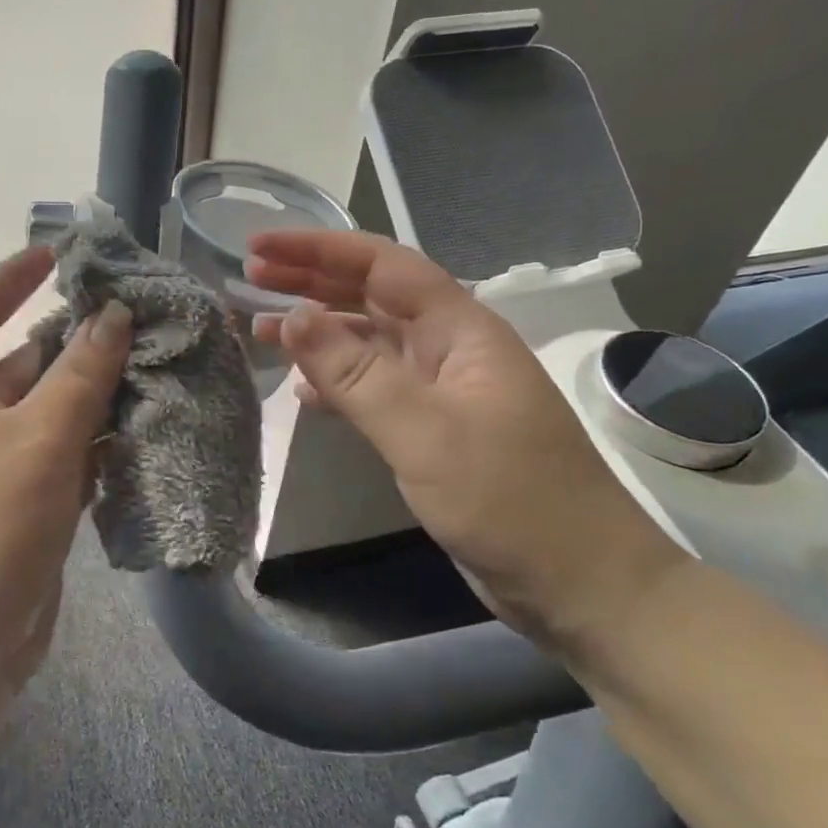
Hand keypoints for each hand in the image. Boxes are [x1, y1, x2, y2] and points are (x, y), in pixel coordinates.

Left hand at [0, 247, 130, 701]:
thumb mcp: (39, 438)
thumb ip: (80, 372)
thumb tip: (110, 313)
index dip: (12, 277)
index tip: (59, 255)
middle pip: (23, 361)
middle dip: (76, 339)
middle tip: (139, 319)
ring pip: (49, 413)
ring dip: (95, 395)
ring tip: (156, 371)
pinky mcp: (19, 511)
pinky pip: (60, 461)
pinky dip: (95, 446)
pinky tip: (140, 438)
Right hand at [247, 230, 683, 655]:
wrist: (578, 582)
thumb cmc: (508, 499)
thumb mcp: (424, 432)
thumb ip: (355, 373)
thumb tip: (293, 316)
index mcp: (459, 330)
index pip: (382, 265)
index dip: (318, 248)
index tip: (260, 244)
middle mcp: (448, 349)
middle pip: (372, 296)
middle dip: (311, 280)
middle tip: (249, 275)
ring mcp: (441, 391)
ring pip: (368, 343)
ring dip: (317, 332)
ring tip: (259, 327)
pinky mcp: (432, 430)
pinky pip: (373, 389)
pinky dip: (335, 383)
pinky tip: (303, 391)